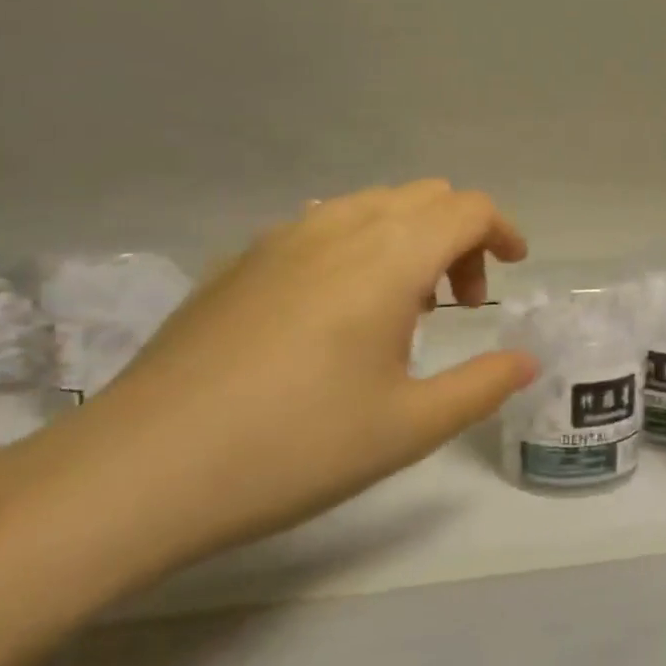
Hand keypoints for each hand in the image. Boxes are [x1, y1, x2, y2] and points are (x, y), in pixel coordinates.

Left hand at [0, 182, 536, 585]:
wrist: (139, 469)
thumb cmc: (293, 447)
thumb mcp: (408, 428)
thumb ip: (482, 385)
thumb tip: (525, 360)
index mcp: (389, 257)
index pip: (467, 208)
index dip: (503, 230)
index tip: (513, 270)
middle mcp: (340, 226)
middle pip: (425, 197)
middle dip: (460, 237)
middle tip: (459, 304)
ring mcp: (283, 237)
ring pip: (373, 204)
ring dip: (409, 237)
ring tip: (402, 308)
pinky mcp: (241, 259)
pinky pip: (325, 224)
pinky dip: (360, 244)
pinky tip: (337, 311)